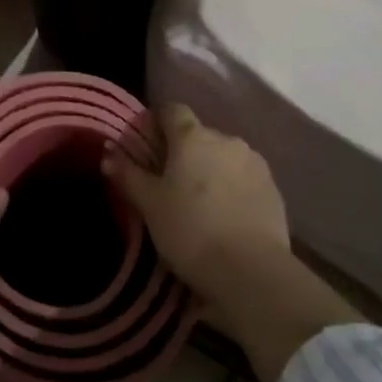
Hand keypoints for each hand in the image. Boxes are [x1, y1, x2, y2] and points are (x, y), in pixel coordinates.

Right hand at [103, 105, 288, 305]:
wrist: (251, 271)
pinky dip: (233, 188)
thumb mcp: (149, 205)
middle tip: (169, 182)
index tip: (146, 145)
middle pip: (198, 135)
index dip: (156, 122)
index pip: (171, 110)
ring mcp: (254, 162)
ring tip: (201, 203)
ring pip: (224, 156)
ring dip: (211, 170)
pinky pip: (245, 178)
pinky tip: (225, 216)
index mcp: (192, 136)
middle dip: (184, 151)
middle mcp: (226, 139)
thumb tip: (108, 153)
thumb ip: (129, 174)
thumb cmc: (190, 230)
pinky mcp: (273, 188)